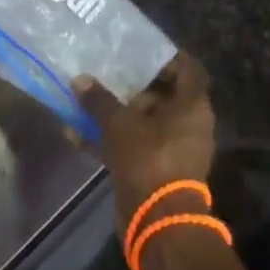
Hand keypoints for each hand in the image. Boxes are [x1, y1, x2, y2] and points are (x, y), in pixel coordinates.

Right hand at [73, 53, 215, 228]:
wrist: (158, 220)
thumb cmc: (148, 159)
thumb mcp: (119, 124)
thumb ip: (99, 100)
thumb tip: (80, 79)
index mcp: (192, 107)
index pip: (187, 69)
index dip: (165, 56)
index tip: (140, 48)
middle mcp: (189, 124)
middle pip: (163, 95)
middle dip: (134, 85)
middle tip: (108, 71)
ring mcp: (174, 149)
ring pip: (145, 122)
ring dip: (117, 113)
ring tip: (87, 99)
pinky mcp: (157, 169)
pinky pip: (133, 145)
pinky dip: (111, 139)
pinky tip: (77, 134)